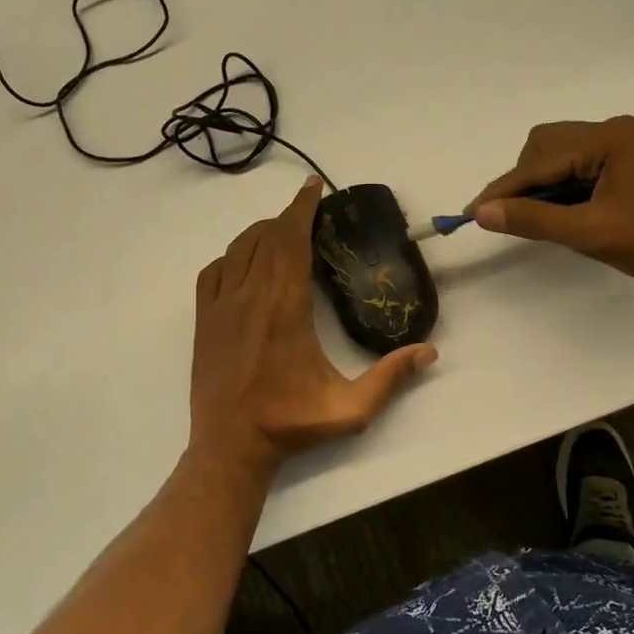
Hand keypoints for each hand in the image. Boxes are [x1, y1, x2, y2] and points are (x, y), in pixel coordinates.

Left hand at [190, 177, 437, 474]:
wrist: (230, 446)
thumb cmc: (290, 423)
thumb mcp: (350, 408)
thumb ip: (391, 378)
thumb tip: (429, 352)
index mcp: (285, 307)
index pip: (292, 241)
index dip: (302, 209)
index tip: (314, 187)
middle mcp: (250, 296)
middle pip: (267, 237)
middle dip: (288, 216)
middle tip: (308, 209)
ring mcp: (221, 306)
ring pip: (239, 249)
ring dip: (261, 233)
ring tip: (282, 231)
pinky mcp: (203, 320)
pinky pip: (213, 271)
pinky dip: (231, 256)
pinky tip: (244, 263)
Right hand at [469, 116, 633, 288]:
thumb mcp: (589, 232)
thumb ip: (533, 219)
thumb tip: (483, 212)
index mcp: (608, 139)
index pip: (539, 161)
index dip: (503, 189)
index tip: (471, 213)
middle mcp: (615, 132)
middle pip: (546, 146)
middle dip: (522, 181)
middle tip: (510, 217)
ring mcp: (626, 146)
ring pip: (562, 156)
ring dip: (542, 185)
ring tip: (537, 218)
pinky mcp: (632, 165)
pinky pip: (582, 167)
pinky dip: (564, 188)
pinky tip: (563, 213)